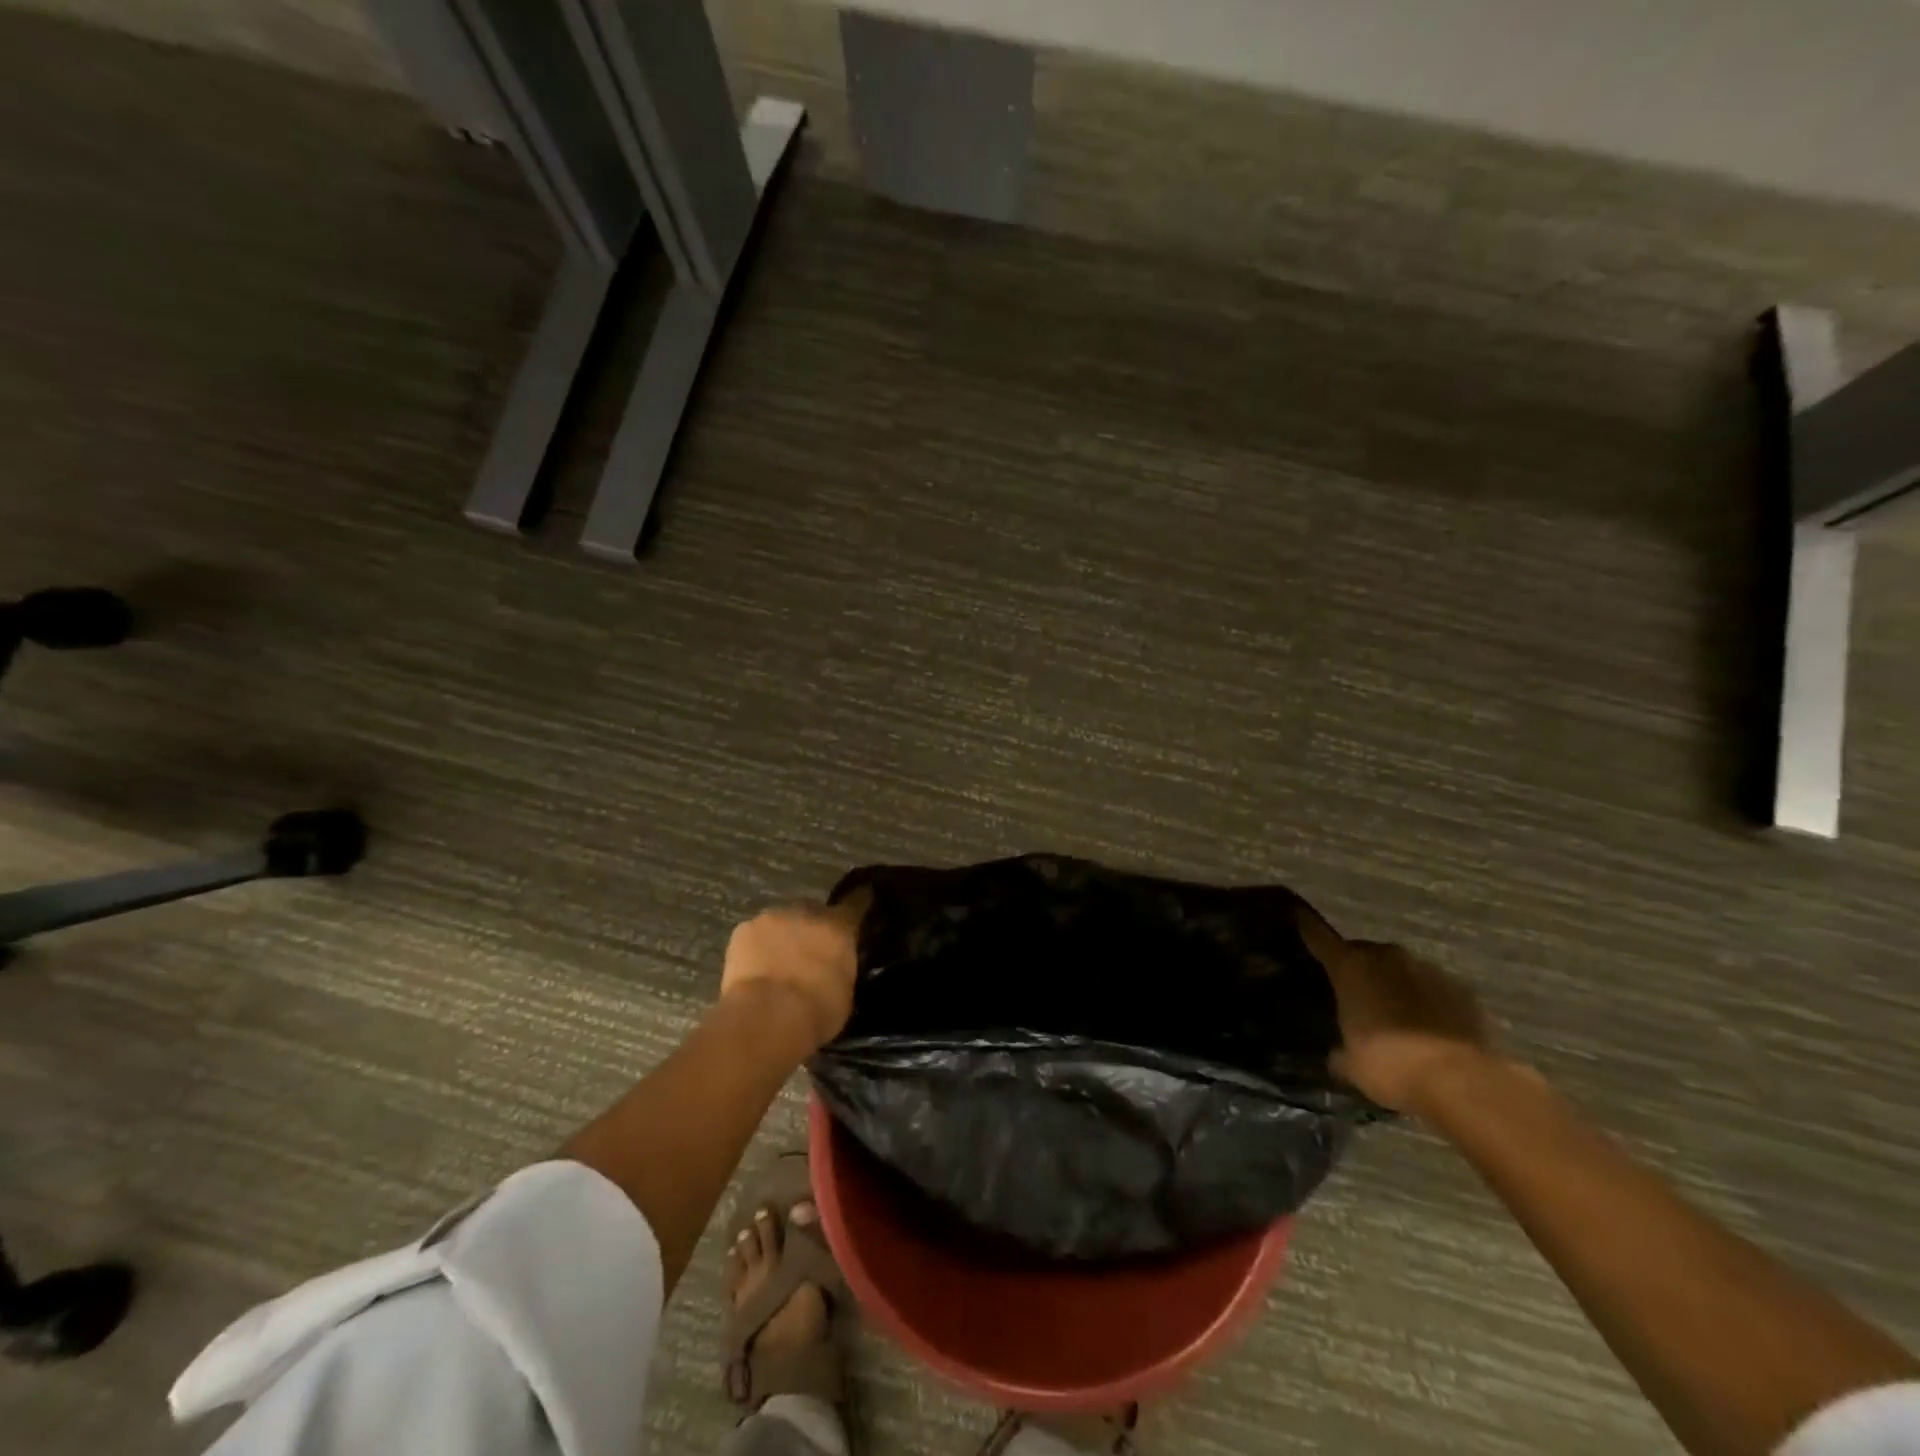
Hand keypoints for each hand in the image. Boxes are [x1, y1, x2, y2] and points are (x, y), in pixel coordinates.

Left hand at [719, 893, 867, 1054]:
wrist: (767, 1016)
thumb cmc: (817, 1012)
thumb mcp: (844, 994)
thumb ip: (840, 970)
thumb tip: (834, 969)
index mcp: (839, 927)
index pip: (855, 903)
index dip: (858, 902)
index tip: (862, 898)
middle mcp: (808, 912)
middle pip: (813, 911)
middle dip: (812, 927)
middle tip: (807, 954)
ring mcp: (773, 917)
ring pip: (781, 921)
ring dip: (782, 936)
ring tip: (776, 964)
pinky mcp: (743, 929)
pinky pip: (754, 934)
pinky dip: (756, 947)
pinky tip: (754, 969)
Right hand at [1297, 909, 1493, 1113]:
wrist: (1461, 1081)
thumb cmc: (1389, 1064)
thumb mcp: (1350, 1064)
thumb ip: (1339, 1050)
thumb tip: (1337, 1053)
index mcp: (1350, 967)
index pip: (1318, 936)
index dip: (1305, 925)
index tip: (1296, 913)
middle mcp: (1387, 957)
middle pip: (1364, 952)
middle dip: (1359, 968)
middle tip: (1355, 994)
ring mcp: (1429, 970)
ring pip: (1402, 969)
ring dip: (1395, 985)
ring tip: (1395, 1015)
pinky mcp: (1463, 991)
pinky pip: (1435, 989)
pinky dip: (1428, 1002)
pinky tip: (1429, 1028)